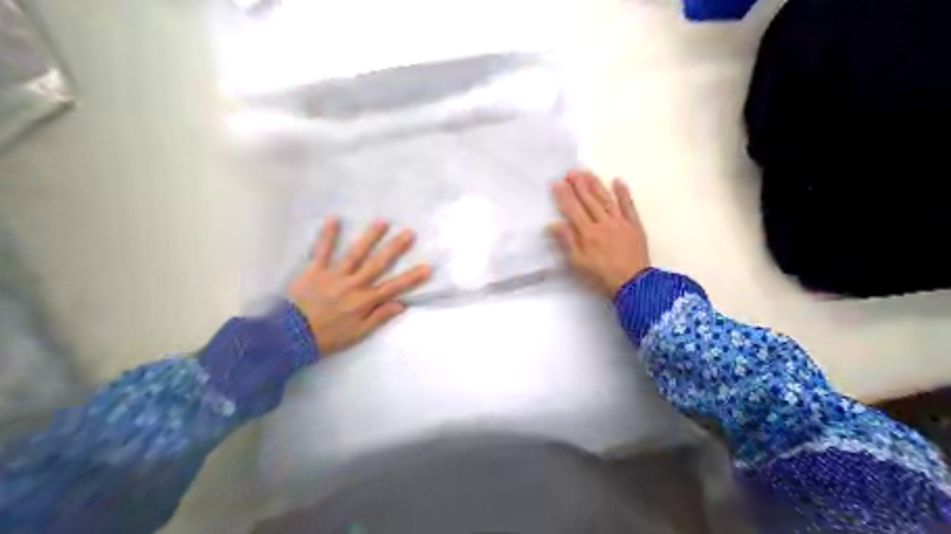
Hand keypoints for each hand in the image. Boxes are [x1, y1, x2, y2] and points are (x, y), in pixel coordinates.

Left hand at [284, 220, 429, 355]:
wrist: (291, 336)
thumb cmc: (328, 337)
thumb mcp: (358, 334)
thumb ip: (379, 317)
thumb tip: (401, 304)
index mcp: (365, 301)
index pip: (393, 288)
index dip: (411, 278)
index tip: (427, 267)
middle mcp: (354, 285)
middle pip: (378, 264)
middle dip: (395, 248)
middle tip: (409, 233)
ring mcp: (334, 275)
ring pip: (355, 254)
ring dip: (370, 238)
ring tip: (382, 223)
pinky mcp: (315, 270)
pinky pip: (322, 251)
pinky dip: (327, 235)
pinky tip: (334, 219)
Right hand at [555, 169, 649, 295]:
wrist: (634, 284)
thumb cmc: (603, 277)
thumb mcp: (579, 264)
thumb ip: (567, 242)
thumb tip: (554, 224)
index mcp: (588, 234)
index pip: (573, 210)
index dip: (564, 196)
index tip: (556, 184)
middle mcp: (603, 224)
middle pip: (589, 201)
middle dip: (578, 185)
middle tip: (570, 172)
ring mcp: (620, 222)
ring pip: (606, 199)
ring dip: (596, 185)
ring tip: (587, 173)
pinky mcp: (634, 225)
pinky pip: (628, 206)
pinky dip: (623, 193)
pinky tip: (618, 181)